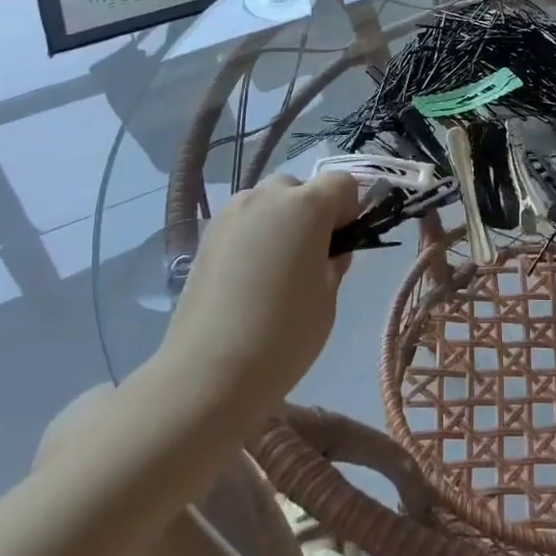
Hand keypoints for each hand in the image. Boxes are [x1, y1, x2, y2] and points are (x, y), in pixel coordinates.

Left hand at [158, 171, 359, 419]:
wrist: (208, 373)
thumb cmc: (284, 335)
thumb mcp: (327, 299)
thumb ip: (334, 263)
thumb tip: (329, 251)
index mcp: (308, 206)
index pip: (342, 182)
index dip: (348, 208)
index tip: (342, 242)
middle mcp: (267, 196)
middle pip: (300, 187)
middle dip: (311, 211)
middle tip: (309, 256)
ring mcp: (232, 213)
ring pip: (267, 201)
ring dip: (279, 220)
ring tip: (275, 267)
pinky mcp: (206, 235)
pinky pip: (243, 221)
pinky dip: (253, 235)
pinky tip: (248, 277)